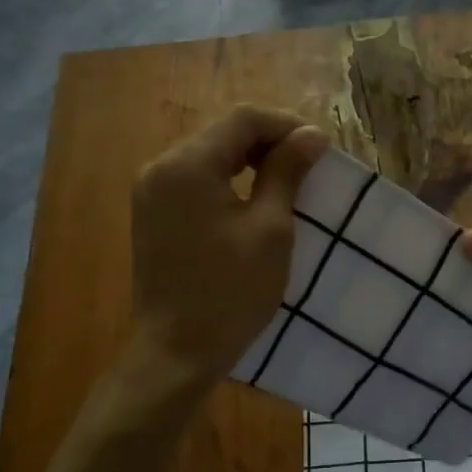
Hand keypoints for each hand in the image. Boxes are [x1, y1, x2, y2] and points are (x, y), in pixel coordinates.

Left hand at [130, 106, 327, 387]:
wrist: (176, 352)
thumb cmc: (230, 293)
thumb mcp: (270, 230)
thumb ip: (287, 173)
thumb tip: (312, 134)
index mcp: (187, 165)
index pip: (243, 119)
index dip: (286, 125)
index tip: (321, 148)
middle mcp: (160, 167)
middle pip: (222, 133)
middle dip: (269, 141)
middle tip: (309, 165)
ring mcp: (151, 191)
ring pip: (209, 155)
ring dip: (250, 160)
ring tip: (288, 181)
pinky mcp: (152, 214)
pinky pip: (195, 180)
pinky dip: (228, 181)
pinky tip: (253, 200)